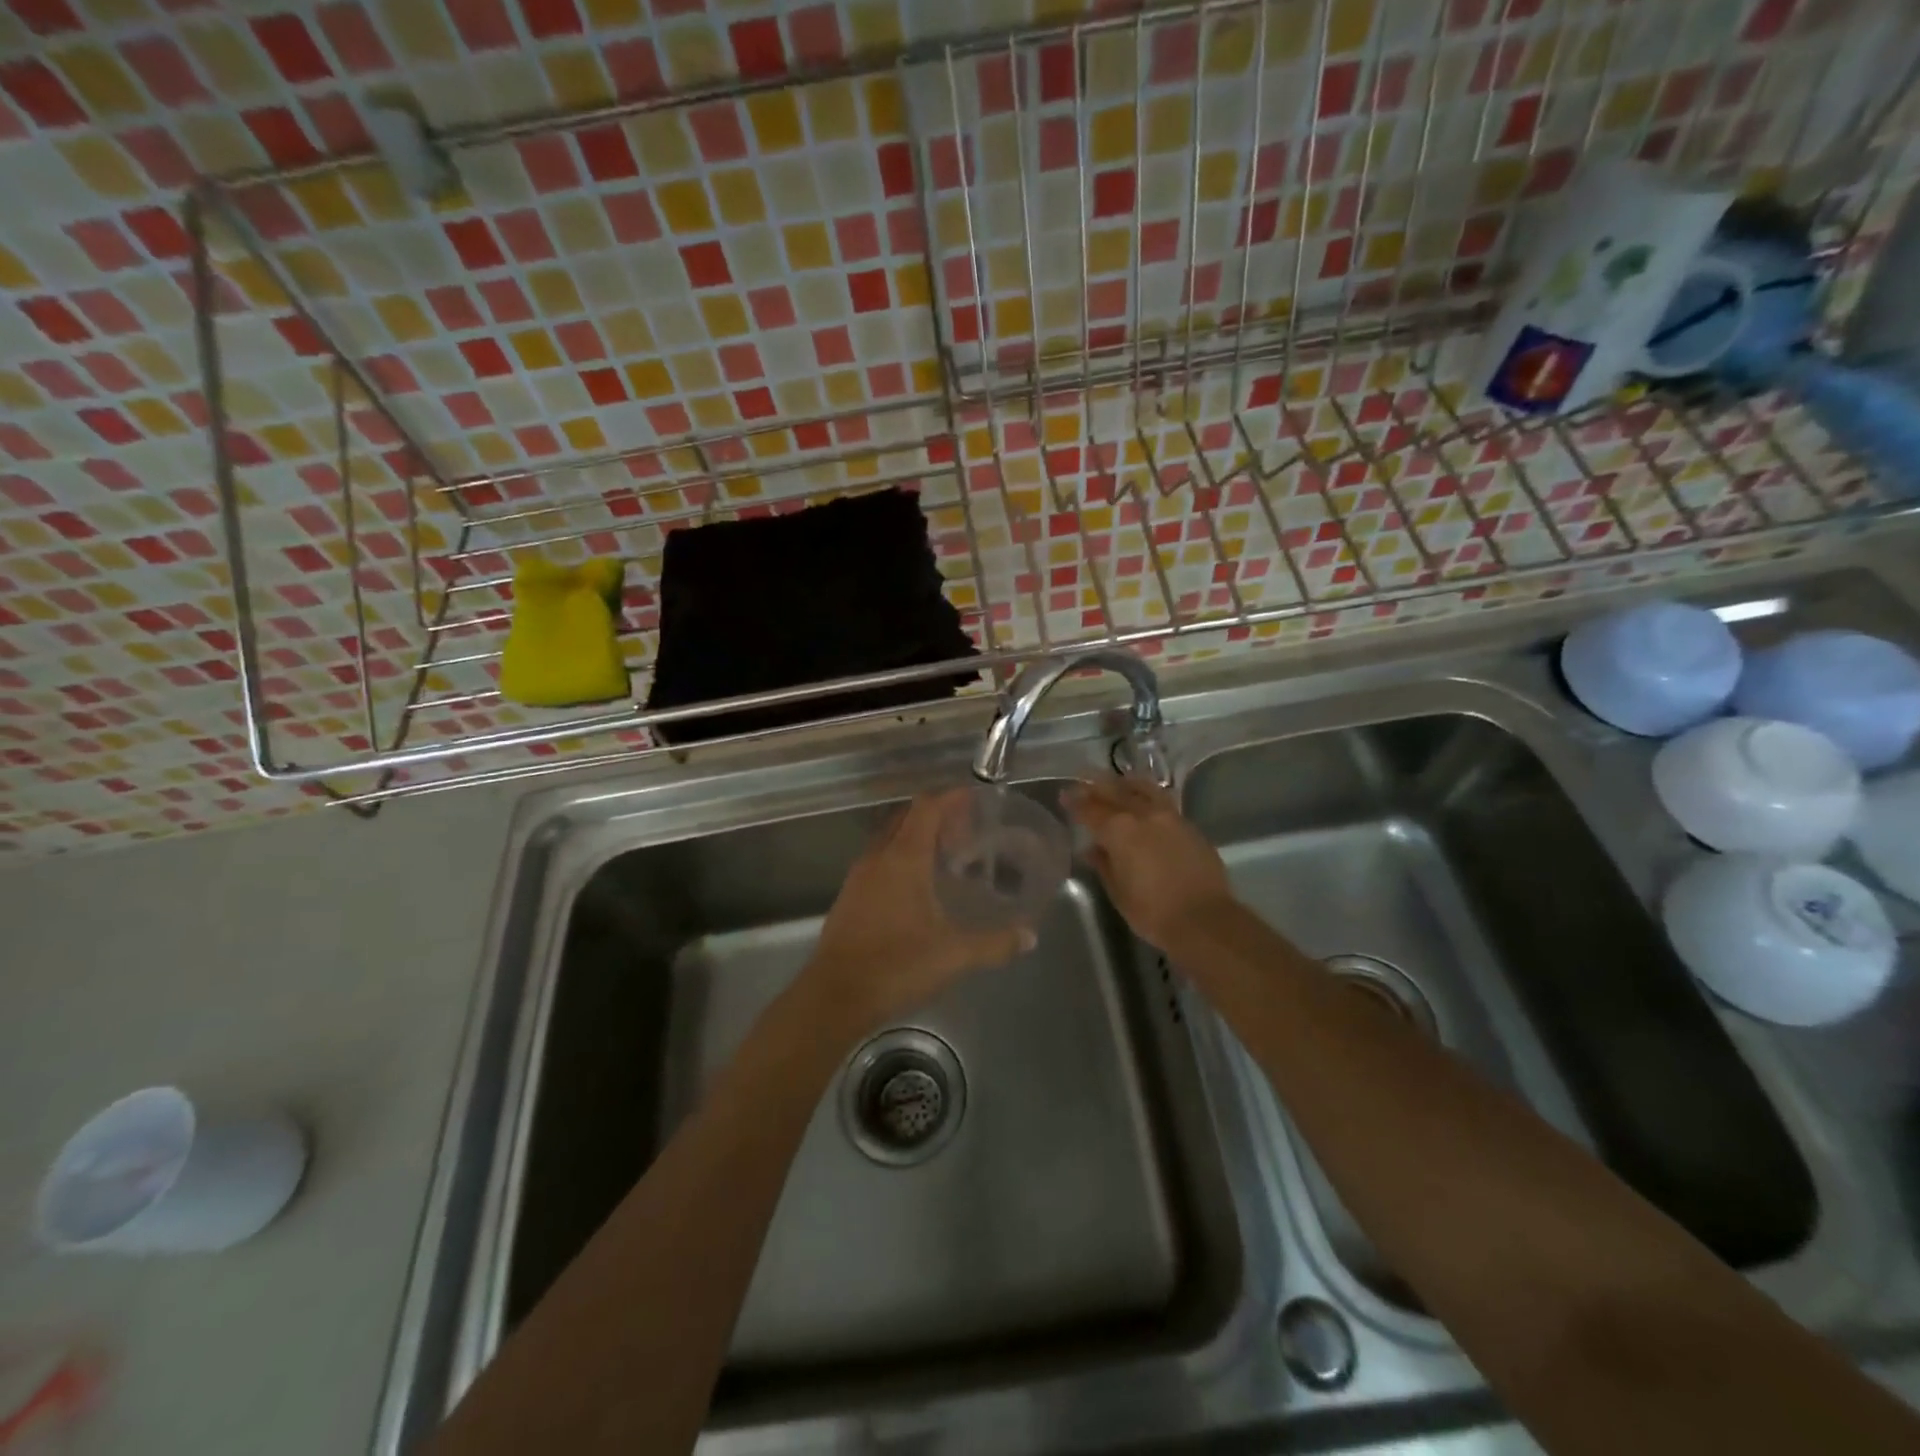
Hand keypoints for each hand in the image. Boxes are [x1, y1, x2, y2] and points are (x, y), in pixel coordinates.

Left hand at [802, 791, 1035, 1037]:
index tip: (974, 798)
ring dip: (915, 838)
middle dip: (935, 816)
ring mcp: (858, 877)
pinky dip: (899, 859)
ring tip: (945, 857)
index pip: (926, 808)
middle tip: (965, 831)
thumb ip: (995, 943)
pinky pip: (878, 861)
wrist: (834, 996)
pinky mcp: (848, 897)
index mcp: (903, 858)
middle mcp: (878, 857)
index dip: (950, 798)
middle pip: (906, 818)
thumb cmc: (896, 966)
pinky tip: (917, 888)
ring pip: (889, 839)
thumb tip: (1030, 936)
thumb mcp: (954, 956)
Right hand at [1065, 775, 1234, 949]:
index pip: (1091, 809)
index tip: (1064, 796)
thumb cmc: (1153, 912)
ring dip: (1125, 783)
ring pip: (1143, 789)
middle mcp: (1144, 815)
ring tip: (1116, 782)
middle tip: (1083, 780)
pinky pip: (1163, 801)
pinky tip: (1144, 801)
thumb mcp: (1118, 892)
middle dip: (1096, 785)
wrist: (1205, 920)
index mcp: (1120, 831)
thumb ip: (1104, 865)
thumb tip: (1093, 849)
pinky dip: (1147, 795)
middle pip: (1115, 791)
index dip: (1075, 802)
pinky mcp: (1189, 826)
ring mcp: (1170, 817)